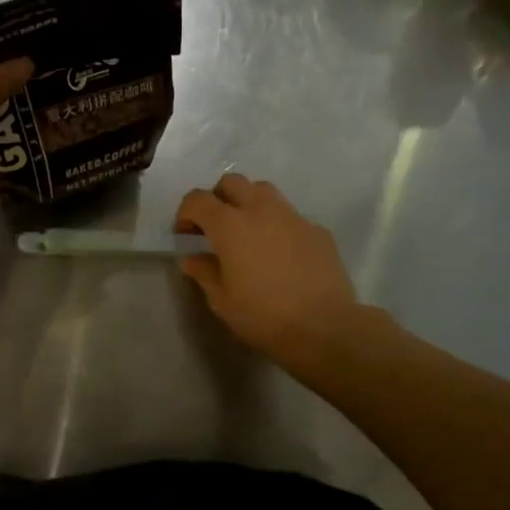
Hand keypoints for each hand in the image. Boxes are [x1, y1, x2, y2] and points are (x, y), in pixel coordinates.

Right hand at [175, 173, 360, 366]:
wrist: (324, 327)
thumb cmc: (263, 316)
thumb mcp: (222, 301)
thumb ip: (204, 273)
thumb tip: (192, 258)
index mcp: (230, 225)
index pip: (197, 200)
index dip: (185, 213)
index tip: (185, 235)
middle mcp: (260, 210)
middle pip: (232, 182)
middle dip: (217, 198)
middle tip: (215, 227)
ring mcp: (293, 216)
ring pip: (264, 191)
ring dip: (249, 203)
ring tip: (248, 233)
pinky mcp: (317, 230)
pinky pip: (290, 216)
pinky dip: (277, 225)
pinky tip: (280, 253)